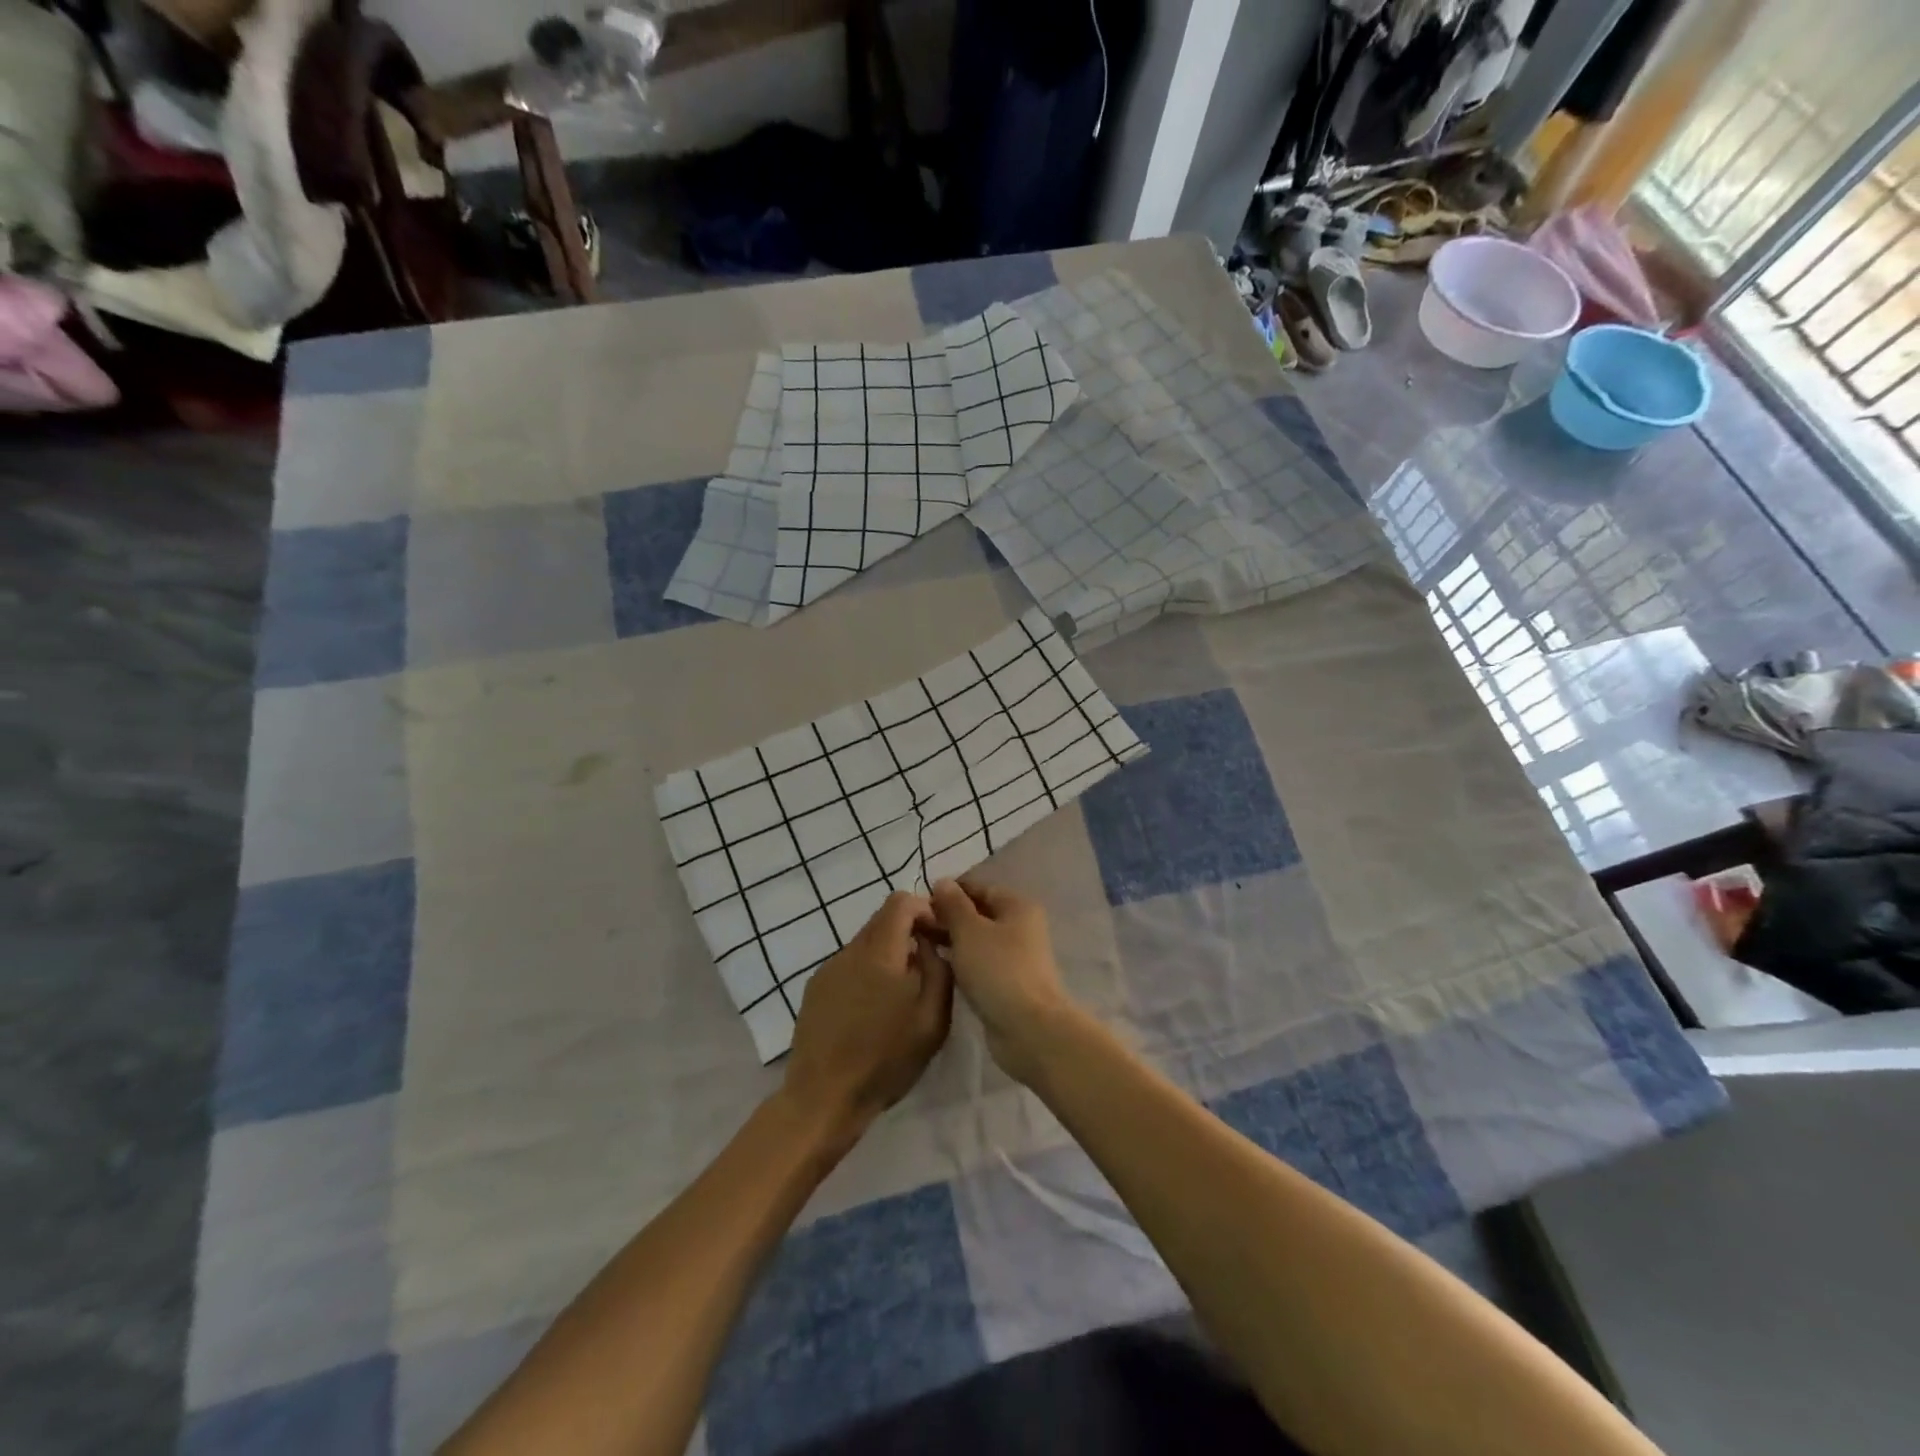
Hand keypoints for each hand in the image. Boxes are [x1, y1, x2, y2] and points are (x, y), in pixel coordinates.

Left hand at [783, 891, 952, 1141]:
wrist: (823, 1097)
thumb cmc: (885, 1060)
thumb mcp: (932, 1020)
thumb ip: (938, 971)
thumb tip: (930, 945)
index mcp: (880, 952)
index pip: (901, 902)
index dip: (925, 910)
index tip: (939, 936)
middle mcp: (850, 951)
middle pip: (882, 919)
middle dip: (908, 932)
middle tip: (926, 965)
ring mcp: (828, 968)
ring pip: (865, 943)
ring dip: (888, 954)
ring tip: (900, 993)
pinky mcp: (815, 988)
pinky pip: (848, 965)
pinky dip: (867, 972)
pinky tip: (872, 1010)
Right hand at [929, 879, 1077, 1083]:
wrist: (1029, 1028)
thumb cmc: (998, 970)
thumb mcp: (969, 930)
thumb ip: (953, 904)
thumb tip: (942, 882)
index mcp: (1017, 906)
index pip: (978, 888)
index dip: (949, 892)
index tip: (920, 903)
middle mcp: (1021, 927)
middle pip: (979, 914)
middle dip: (948, 918)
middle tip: (915, 927)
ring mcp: (1016, 957)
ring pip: (978, 940)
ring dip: (953, 941)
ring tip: (921, 946)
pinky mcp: (1009, 983)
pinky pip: (980, 963)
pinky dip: (962, 962)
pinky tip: (939, 967)